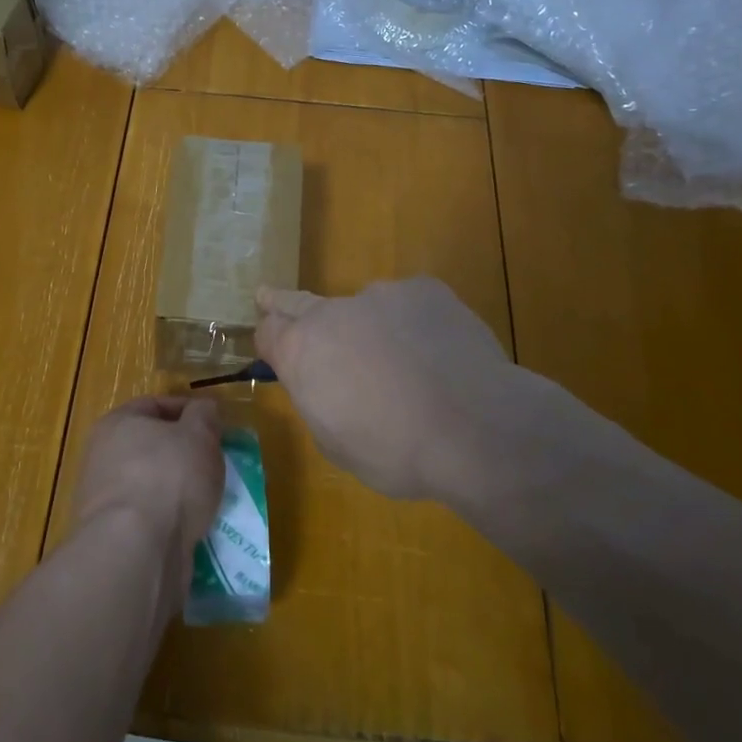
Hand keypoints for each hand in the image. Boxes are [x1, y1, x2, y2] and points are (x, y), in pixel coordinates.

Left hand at [72, 396, 223, 584]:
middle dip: (185, 453)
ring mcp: (105, 499)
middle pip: (152, 446)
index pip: (155, 405)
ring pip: (152, 484)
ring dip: (180, 490)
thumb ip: (204, 416)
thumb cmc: (169, 477)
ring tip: (211, 497)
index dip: (188, 410)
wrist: (136, 550)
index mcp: (117, 423)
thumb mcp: (199, 434)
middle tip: (215, 461)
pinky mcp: (113, 536)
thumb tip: (203, 408)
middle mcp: (103, 456)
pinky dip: (171, 520)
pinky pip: (150, 518)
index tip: (216, 425)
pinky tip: (195, 527)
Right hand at [255, 277, 564, 505]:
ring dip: (372, 329)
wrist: (473, 427)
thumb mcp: (335, 442)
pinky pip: (410, 306)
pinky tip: (441, 356)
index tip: (273, 346)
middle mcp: (332, 313)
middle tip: (268, 296)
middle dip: (282, 303)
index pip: (267, 332)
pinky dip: (417, 326)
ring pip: (366, 308)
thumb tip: (325, 383)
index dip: (269, 341)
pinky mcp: (424, 289)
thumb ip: (319, 400)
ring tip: (406, 365)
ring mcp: (380, 295)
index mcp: (302, 352)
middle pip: (297, 301)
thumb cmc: (395, 451)